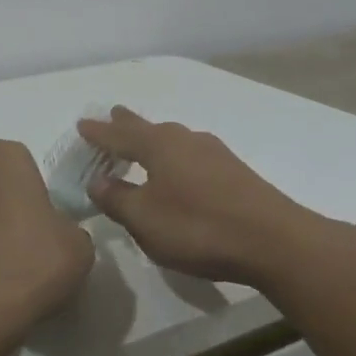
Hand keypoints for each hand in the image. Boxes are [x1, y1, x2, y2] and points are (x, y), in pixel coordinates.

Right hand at [76, 107, 342, 291]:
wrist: (274, 241)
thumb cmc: (199, 228)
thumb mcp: (145, 220)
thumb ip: (117, 198)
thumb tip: (97, 180)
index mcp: (158, 146)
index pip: (119, 135)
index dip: (98, 132)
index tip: (81, 124)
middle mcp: (185, 140)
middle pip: (148, 128)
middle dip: (127, 124)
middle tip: (113, 115)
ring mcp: (213, 153)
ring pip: (173, 139)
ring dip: (153, 139)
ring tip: (143, 140)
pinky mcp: (234, 171)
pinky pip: (191, 154)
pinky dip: (174, 156)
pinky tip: (180, 167)